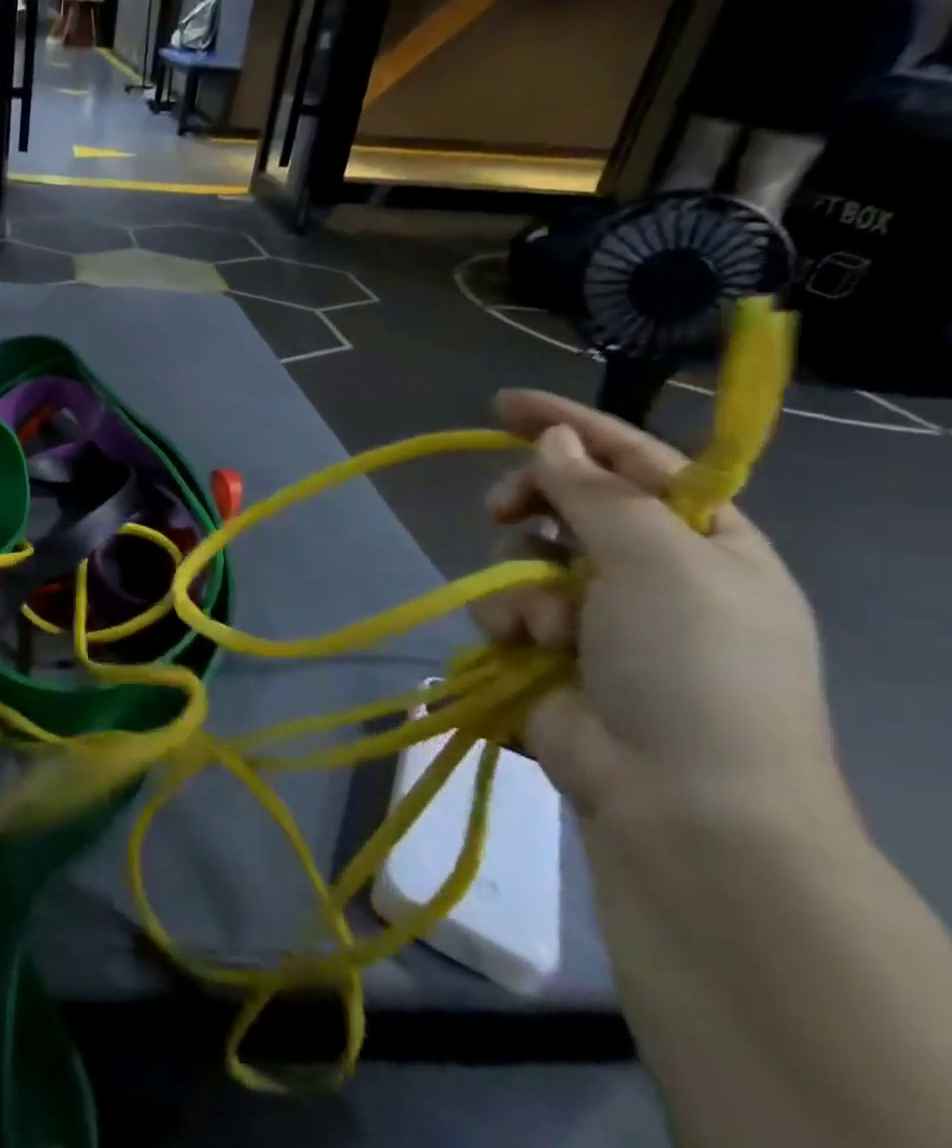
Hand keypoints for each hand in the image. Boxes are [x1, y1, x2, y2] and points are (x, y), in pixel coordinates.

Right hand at [476, 391, 842, 828]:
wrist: (680, 801)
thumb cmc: (692, 664)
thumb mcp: (660, 561)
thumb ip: (596, 492)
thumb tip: (553, 440)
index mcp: (705, 543)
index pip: (634, 461)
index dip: (571, 425)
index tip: (503, 405)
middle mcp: (652, 573)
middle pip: (568, 504)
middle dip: (529, 503)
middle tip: (502, 509)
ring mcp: (598, 617)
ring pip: (523, 558)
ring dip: (523, 582)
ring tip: (548, 627)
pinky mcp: (549, 655)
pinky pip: (505, 610)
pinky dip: (510, 625)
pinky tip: (529, 653)